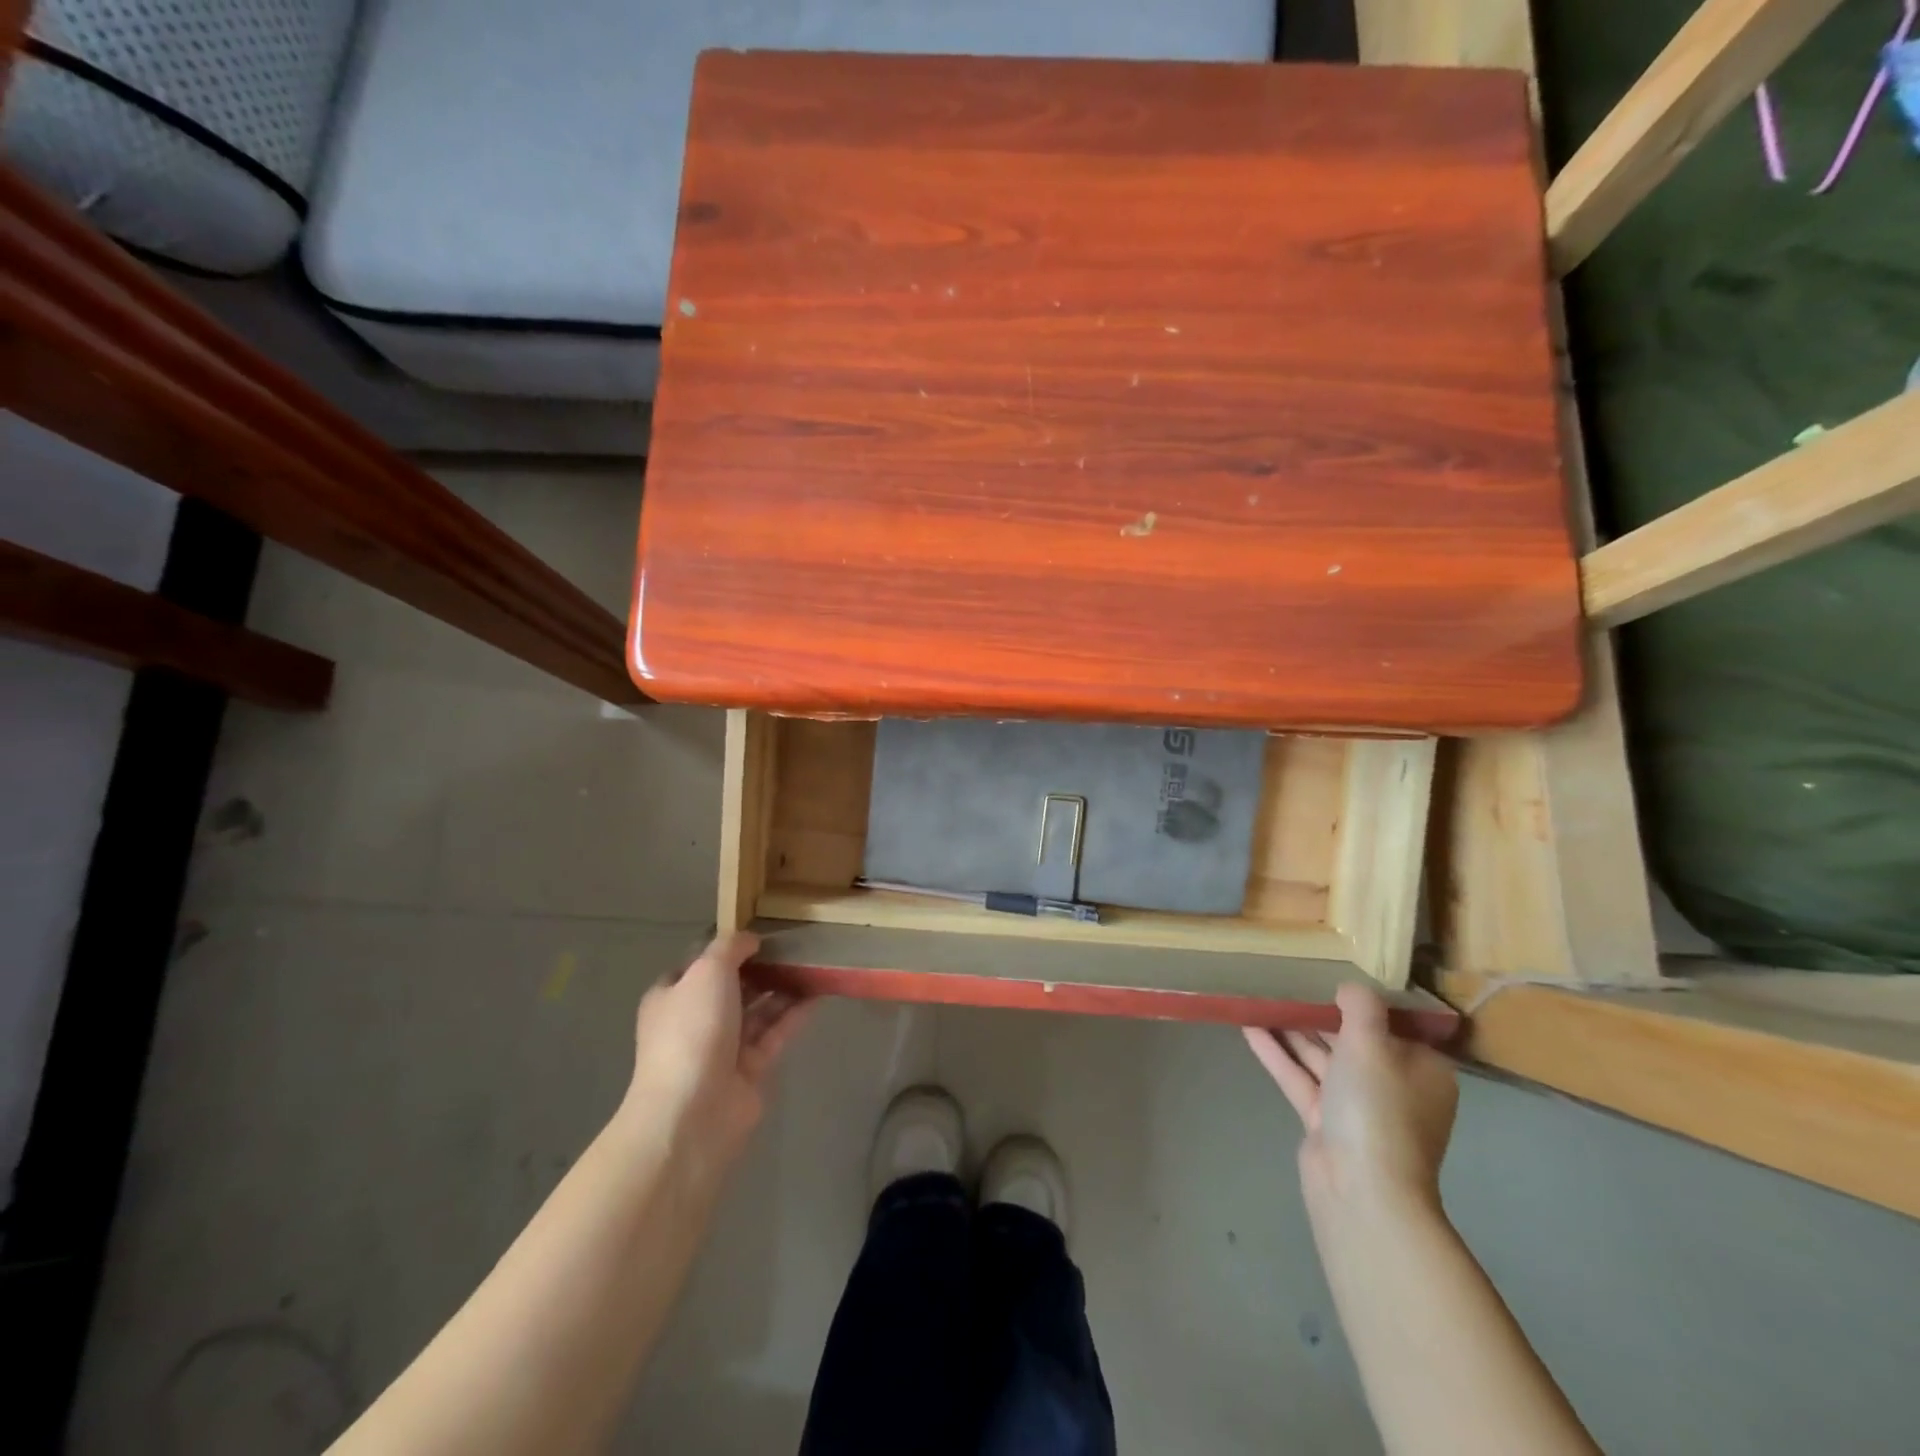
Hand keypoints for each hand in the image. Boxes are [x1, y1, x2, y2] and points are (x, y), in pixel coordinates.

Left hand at [621, 933, 812, 1174]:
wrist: (694, 1110)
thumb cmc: (693, 1029)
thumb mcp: (707, 970)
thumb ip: (730, 947)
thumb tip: (750, 939)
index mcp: (672, 997)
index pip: (698, 966)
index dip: (726, 949)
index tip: (759, 934)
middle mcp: (695, 1021)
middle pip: (732, 988)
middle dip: (760, 968)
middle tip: (794, 946)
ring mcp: (722, 1048)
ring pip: (757, 1011)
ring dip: (781, 989)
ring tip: (813, 964)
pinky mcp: (750, 1070)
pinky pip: (775, 1033)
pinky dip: (794, 1014)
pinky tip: (818, 993)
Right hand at [1244, 983, 1457, 1214]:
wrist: (1361, 1189)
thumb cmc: (1377, 1108)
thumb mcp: (1372, 1044)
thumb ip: (1360, 1007)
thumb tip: (1350, 986)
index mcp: (1421, 1068)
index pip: (1392, 1024)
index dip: (1360, 999)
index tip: (1329, 973)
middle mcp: (1393, 1085)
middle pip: (1352, 1039)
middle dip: (1317, 1013)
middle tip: (1284, 980)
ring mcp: (1357, 1106)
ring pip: (1321, 1057)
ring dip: (1291, 1030)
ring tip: (1259, 997)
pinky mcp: (1325, 1121)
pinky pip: (1300, 1077)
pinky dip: (1277, 1054)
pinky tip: (1248, 1027)